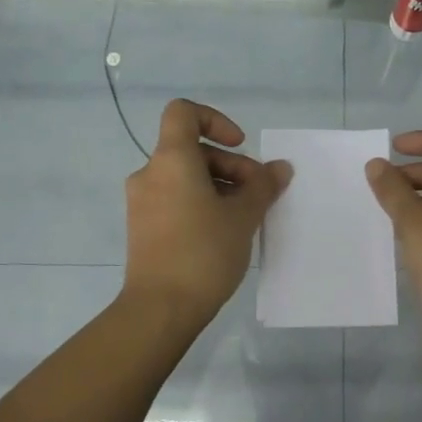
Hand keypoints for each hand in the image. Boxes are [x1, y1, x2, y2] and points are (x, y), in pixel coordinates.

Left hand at [122, 99, 291, 325]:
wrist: (160, 308)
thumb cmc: (203, 252)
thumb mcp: (243, 217)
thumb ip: (263, 186)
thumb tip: (280, 168)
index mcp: (171, 160)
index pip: (184, 113)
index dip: (215, 120)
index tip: (240, 146)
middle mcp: (150, 174)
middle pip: (192, 150)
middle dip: (230, 165)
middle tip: (258, 195)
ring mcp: (142, 203)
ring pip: (185, 178)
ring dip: (218, 187)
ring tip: (245, 218)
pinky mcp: (143, 228)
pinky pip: (175, 200)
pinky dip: (200, 205)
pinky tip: (224, 234)